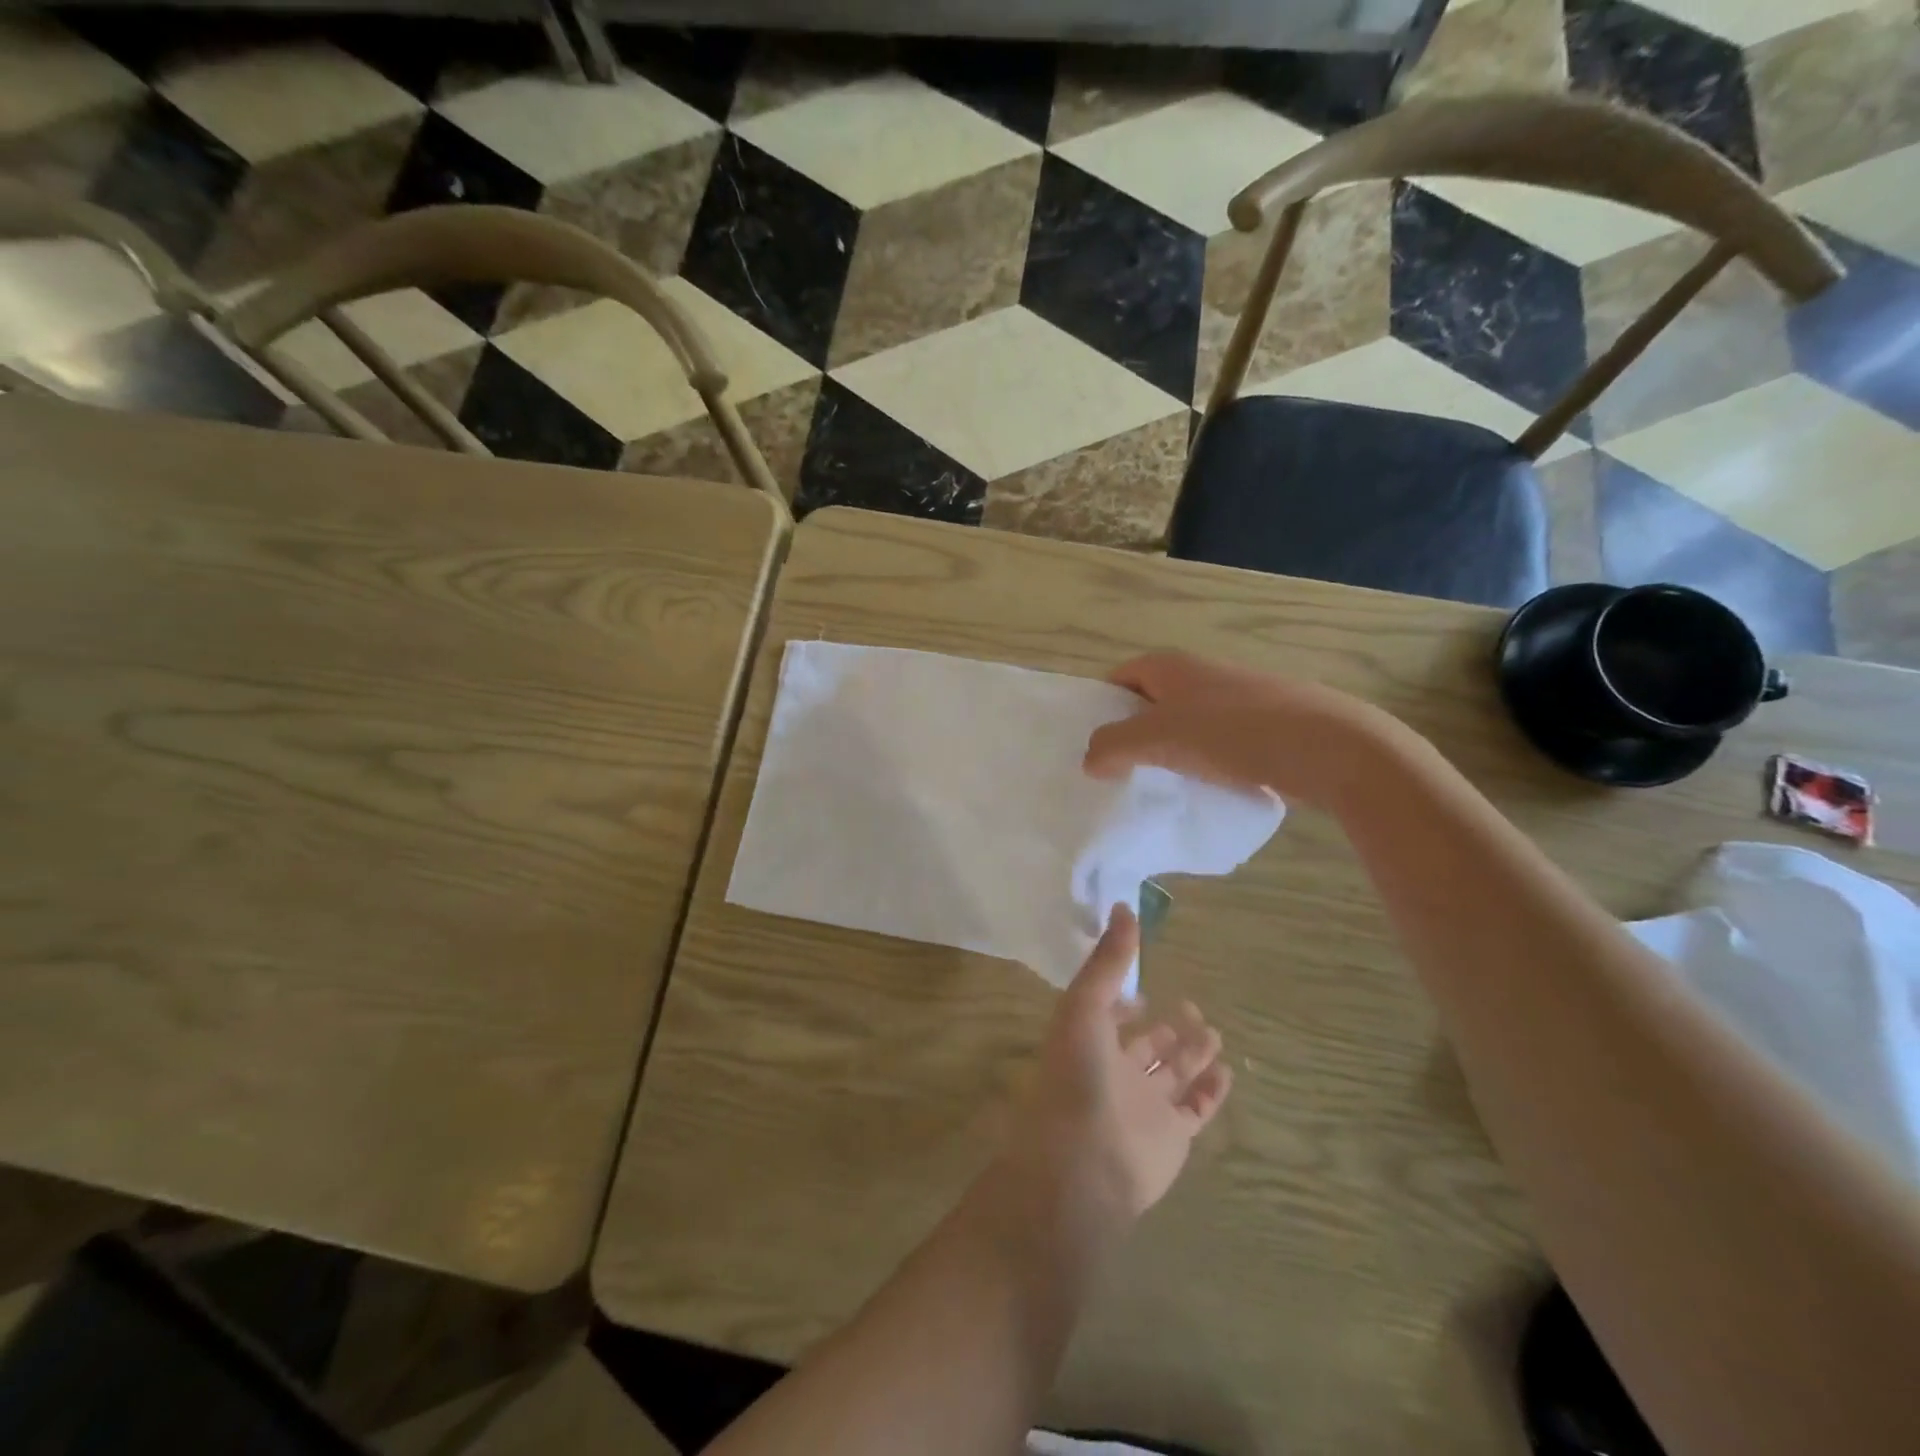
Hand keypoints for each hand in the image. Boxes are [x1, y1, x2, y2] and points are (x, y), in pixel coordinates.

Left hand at [1000, 905, 1231, 1228]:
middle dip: (1166, 1026)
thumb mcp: (1085, 1005)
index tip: (1143, 984)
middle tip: (1190, 1006)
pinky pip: (1196, 1109)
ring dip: (1191, 1053)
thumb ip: (1108, 960)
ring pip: (1172, 1074)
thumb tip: (1124, 907)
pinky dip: (1211, 1091)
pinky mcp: (1171, 1137)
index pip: (1106, 1015)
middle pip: (1145, 1045)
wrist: (1086, 1162)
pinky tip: (1226, 1071)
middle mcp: (1114, 1072)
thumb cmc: (1077, 1075)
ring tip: (1212, 1031)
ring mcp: (1143, 1106)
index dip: (1122, 999)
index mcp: (1087, 1042)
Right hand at [1083, 651, 1401, 809]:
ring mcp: (1235, 699)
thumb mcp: (1159, 737)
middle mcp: (1201, 674)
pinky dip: (1201, 763)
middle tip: (1115, 772)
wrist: (1329, 746)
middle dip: (1131, 734)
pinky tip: (1202, 789)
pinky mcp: (1262, 726)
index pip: (1118, 678)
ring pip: (1184, 725)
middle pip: (1150, 702)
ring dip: (1167, 752)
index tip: (1091, 746)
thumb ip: (1113, 745)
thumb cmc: (1233, 732)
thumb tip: (1090, 759)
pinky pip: (1215, 743)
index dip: (1100, 708)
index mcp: (1171, 665)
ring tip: (1156, 786)